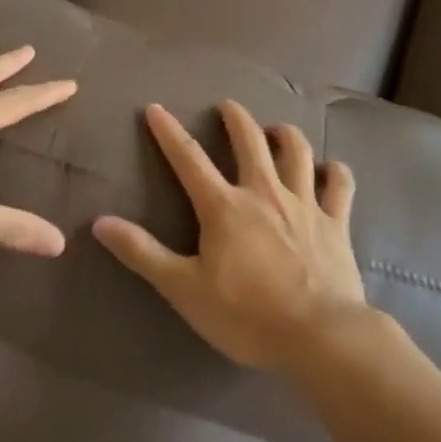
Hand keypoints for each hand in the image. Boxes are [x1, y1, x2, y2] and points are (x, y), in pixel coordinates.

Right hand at [92, 100, 366, 369]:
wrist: (319, 336)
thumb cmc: (246, 315)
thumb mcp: (184, 288)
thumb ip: (143, 253)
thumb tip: (100, 222)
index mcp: (224, 206)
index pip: (189, 158)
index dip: (169, 132)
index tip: (155, 108)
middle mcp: (264, 192)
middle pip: (250, 141)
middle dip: (236, 118)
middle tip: (227, 106)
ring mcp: (305, 203)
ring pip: (297, 152)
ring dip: (284, 134)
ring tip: (275, 129)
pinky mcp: (336, 222)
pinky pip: (340, 185)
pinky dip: (335, 171)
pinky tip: (330, 168)